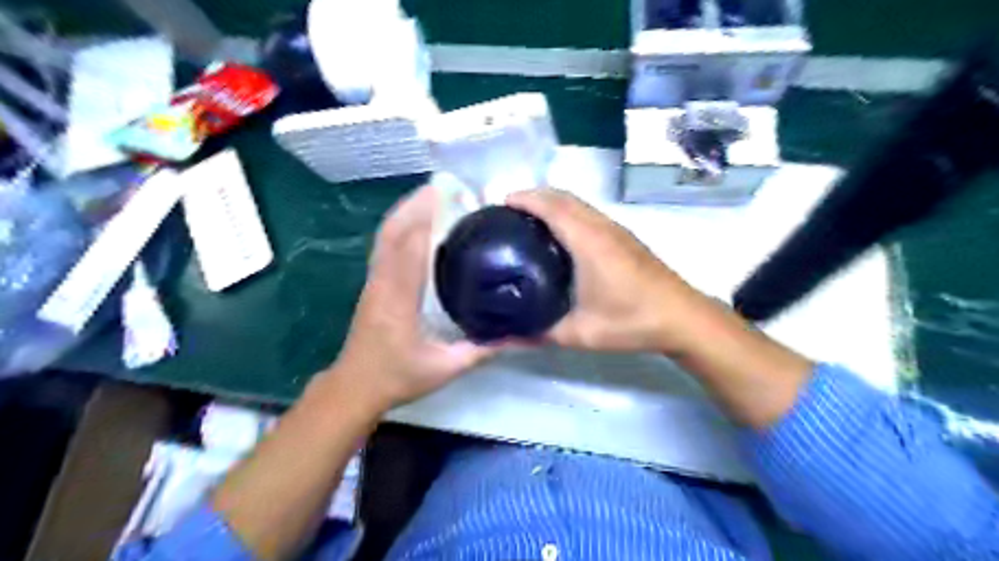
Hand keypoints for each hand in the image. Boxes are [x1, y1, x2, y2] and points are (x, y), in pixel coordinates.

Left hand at [330, 184, 497, 411]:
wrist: (356, 386)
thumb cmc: (397, 377)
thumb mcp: (444, 368)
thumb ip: (480, 350)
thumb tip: (517, 334)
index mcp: (398, 298)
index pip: (410, 247)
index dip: (430, 218)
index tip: (455, 199)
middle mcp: (383, 281)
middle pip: (394, 230)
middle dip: (418, 204)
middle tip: (449, 188)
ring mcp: (375, 279)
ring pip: (386, 234)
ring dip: (408, 210)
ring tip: (437, 195)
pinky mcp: (374, 282)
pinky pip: (385, 244)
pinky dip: (400, 225)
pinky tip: (419, 221)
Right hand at [508, 188, 709, 355]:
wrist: (683, 318)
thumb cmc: (631, 321)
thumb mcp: (581, 333)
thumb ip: (540, 335)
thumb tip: (504, 340)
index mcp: (588, 242)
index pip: (552, 206)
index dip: (526, 199)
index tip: (501, 203)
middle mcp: (602, 227)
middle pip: (564, 197)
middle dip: (535, 196)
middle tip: (509, 212)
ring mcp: (617, 230)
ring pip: (579, 203)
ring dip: (553, 202)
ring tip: (530, 219)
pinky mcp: (626, 238)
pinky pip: (590, 213)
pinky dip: (569, 211)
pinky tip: (562, 234)